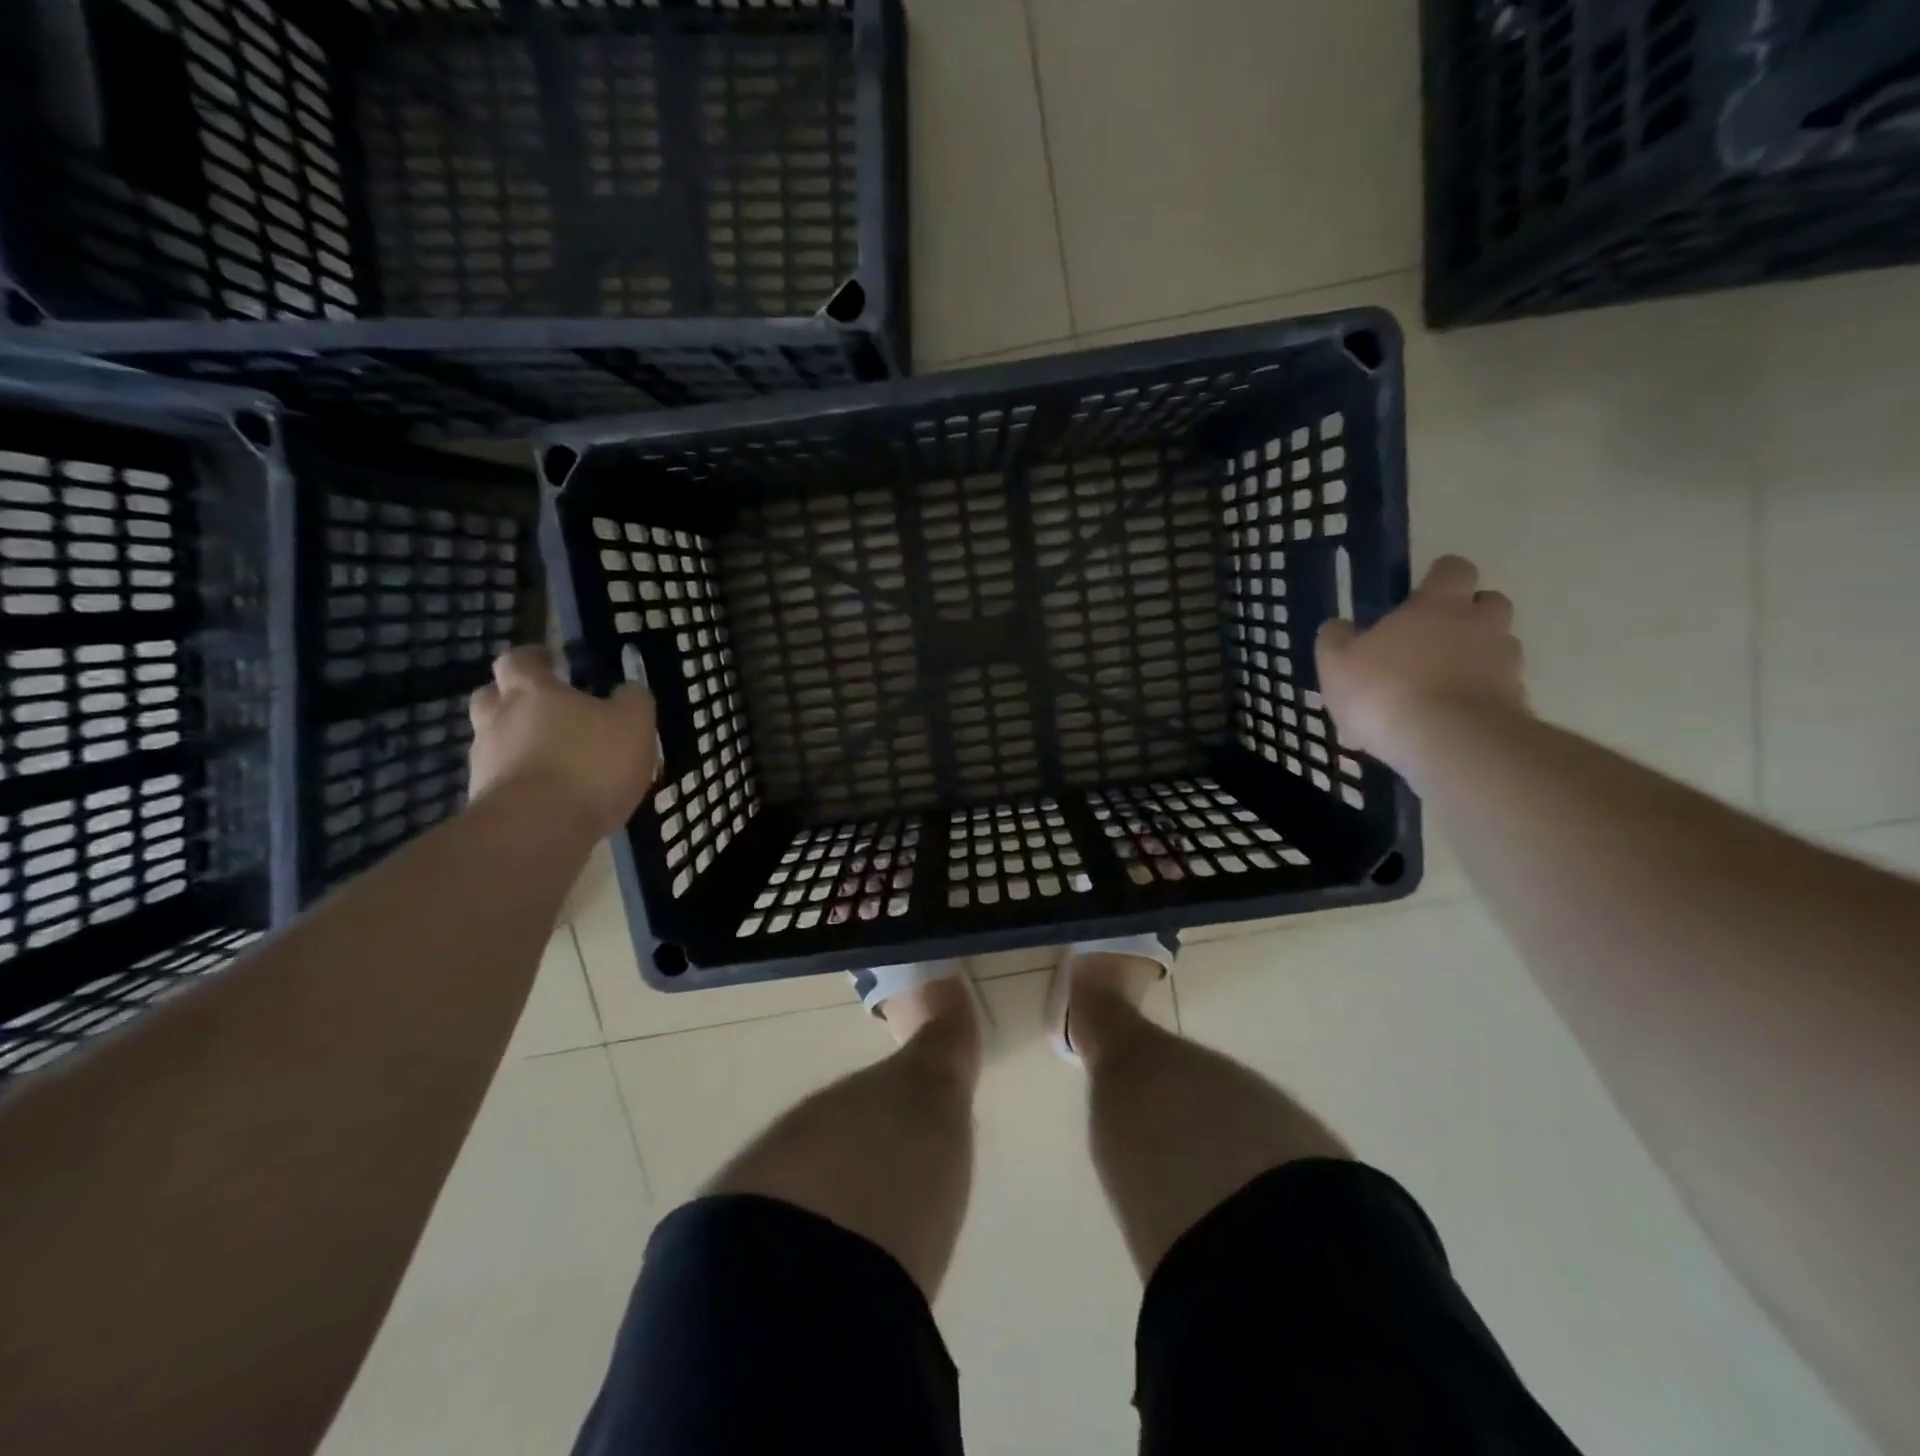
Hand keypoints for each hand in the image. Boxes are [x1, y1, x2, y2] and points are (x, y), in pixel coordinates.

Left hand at [468, 646, 657, 836]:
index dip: (534, 658)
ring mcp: (484, 762)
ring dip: (516, 744)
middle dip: (513, 698)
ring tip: (552, 760)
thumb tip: (629, 689)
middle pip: (492, 697)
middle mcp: (498, 719)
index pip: (520, 660)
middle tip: (543, 709)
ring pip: (494, 741)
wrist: (537, 829)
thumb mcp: (634, 724)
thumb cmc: (590, 764)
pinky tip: (548, 796)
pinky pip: (501, 780)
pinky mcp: (483, 801)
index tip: (551, 661)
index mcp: (532, 691)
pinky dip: (520, 781)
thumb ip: (634, 701)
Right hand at [1316, 555, 1527, 768]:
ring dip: (1475, 660)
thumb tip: (1340, 626)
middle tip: (1434, 640)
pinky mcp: (1515, 703)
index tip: (1421, 593)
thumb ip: (1337, 638)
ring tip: (1439, 689)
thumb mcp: (1336, 663)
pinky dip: (1477, 699)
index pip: (1453, 569)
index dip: (1439, 577)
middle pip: (1489, 603)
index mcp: (1438, 605)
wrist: (1448, 743)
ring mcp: (1505, 664)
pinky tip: (1447, 722)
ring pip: (1497, 649)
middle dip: (1468, 616)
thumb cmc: (1384, 690)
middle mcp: (1480, 624)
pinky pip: (1497, 691)